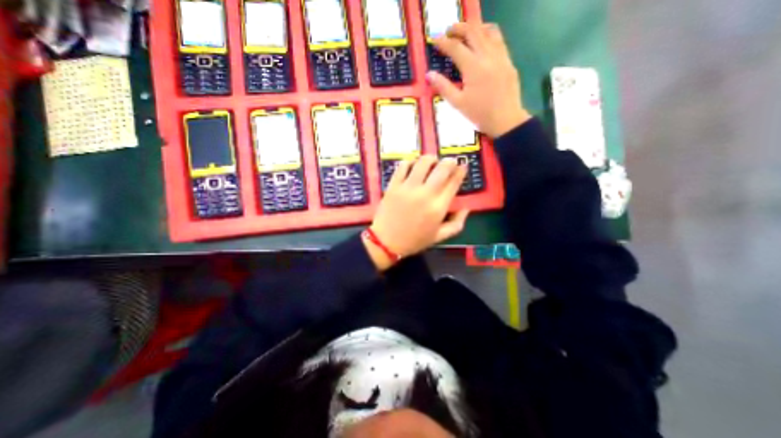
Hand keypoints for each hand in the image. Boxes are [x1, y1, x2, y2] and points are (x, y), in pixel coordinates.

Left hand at [367, 154, 469, 269]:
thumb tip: (466, 208)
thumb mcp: (439, 237)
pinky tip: (413, 165)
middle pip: (442, 168)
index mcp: (438, 207)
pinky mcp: (394, 185)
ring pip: (423, 162)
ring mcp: (408, 188)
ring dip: (431, 159)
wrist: (386, 242)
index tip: (463, 166)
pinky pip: (403, 166)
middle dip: (450, 161)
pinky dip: (410, 162)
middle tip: (450, 162)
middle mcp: (425, 194)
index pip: (454, 182)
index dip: (461, 171)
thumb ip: (457, 224)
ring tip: (432, 161)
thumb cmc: (414, 240)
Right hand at [427, 19, 530, 135]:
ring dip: (474, 27)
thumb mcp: (458, 103)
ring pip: (488, 31)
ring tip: (465, 32)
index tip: (435, 41)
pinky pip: (499, 39)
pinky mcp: (508, 61)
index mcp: (473, 68)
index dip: (444, 42)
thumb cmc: (479, 114)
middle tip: (448, 32)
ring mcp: (501, 56)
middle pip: (472, 32)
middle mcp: (488, 56)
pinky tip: (483, 40)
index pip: (456, 47)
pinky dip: (488, 34)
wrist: (506, 120)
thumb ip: (443, 87)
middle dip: (458, 28)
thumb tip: (429, 75)